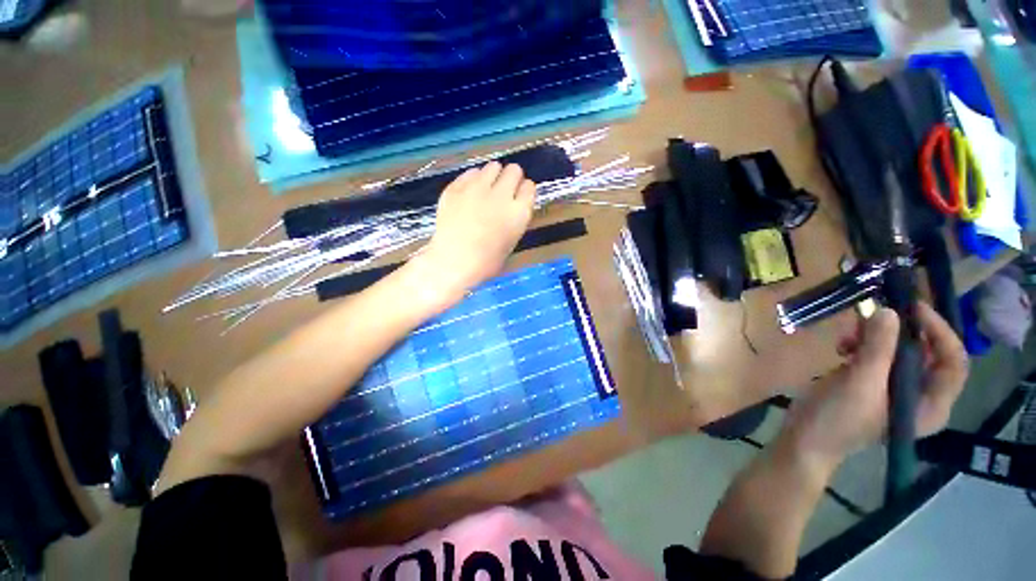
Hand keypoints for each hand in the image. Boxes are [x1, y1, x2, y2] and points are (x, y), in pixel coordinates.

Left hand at [423, 162, 535, 295]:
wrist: (454, 262)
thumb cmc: (486, 261)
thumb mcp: (511, 241)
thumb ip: (515, 218)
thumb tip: (512, 206)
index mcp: (519, 212)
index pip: (529, 186)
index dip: (524, 190)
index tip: (519, 196)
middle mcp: (501, 195)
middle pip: (514, 170)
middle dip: (512, 178)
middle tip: (504, 191)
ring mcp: (477, 189)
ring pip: (492, 167)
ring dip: (493, 176)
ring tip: (486, 190)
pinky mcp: (457, 187)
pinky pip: (471, 172)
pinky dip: (473, 179)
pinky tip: (469, 193)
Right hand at [780, 302, 968, 470]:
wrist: (806, 438)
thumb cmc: (839, 418)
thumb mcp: (860, 383)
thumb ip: (877, 348)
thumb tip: (889, 311)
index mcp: (930, 404)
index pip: (953, 362)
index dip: (940, 333)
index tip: (914, 309)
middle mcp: (919, 396)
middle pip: (925, 353)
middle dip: (899, 333)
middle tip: (873, 317)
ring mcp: (893, 389)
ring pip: (898, 351)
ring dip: (874, 338)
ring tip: (847, 337)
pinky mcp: (871, 383)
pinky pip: (876, 355)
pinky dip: (861, 345)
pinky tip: (841, 347)